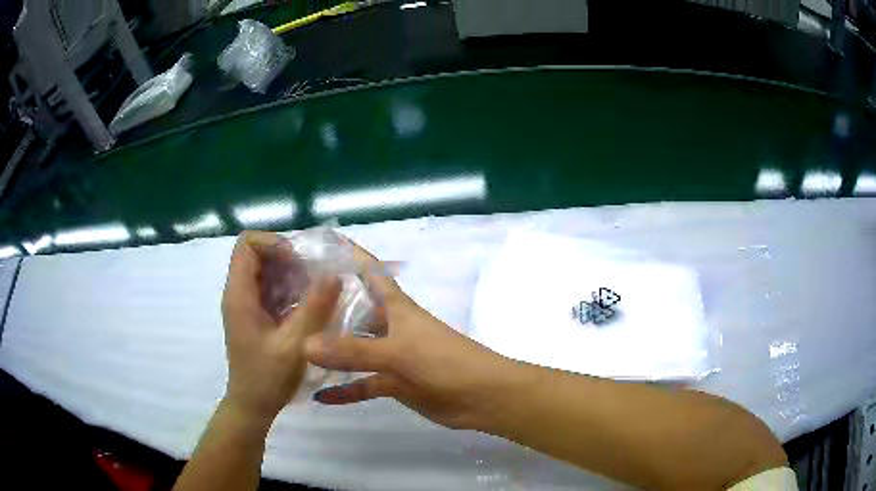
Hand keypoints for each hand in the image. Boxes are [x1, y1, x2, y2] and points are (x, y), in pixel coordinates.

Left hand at [222, 232, 340, 423]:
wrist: (253, 404)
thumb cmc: (268, 377)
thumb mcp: (295, 344)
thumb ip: (314, 308)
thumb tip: (334, 274)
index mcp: (240, 294)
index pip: (247, 243)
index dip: (274, 243)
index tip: (299, 263)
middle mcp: (238, 292)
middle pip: (258, 253)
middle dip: (287, 258)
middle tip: (313, 278)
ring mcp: (245, 304)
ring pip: (266, 270)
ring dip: (291, 274)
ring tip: (314, 292)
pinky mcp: (254, 315)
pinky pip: (271, 288)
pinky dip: (290, 290)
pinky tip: (308, 307)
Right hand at [304, 240, 515, 429]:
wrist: (482, 397)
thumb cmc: (445, 362)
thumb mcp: (398, 352)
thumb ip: (353, 350)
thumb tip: (305, 345)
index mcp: (396, 307)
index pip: (370, 271)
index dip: (349, 255)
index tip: (319, 245)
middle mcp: (391, 327)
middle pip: (355, 312)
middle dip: (327, 308)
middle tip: (290, 307)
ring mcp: (392, 357)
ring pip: (355, 350)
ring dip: (331, 352)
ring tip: (295, 349)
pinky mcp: (396, 383)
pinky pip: (363, 385)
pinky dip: (345, 390)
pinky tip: (319, 396)